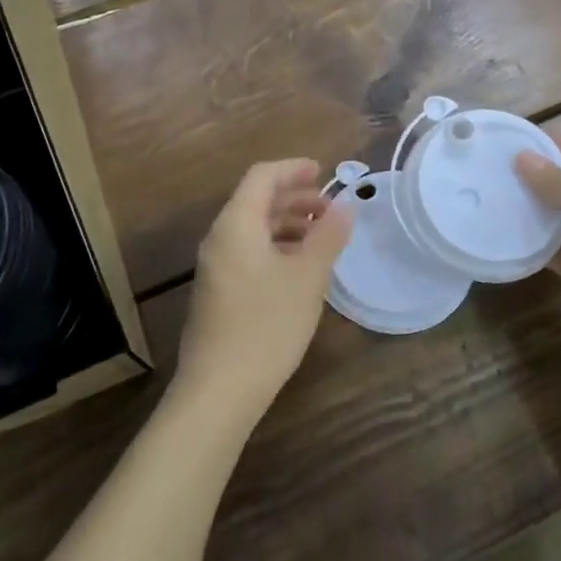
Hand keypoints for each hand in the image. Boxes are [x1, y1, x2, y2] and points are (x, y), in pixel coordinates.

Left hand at [177, 159, 354, 419]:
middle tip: (330, 209)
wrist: (218, 391)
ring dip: (288, 224)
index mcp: (237, 224)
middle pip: (257, 200)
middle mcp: (220, 238)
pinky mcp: (218, 292)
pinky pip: (249, 252)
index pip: (262, 176)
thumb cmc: (266, 326)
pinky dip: (277, 247)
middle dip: (295, 198)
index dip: (294, 169)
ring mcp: (216, 267)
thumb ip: (327, 237)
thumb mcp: (308, 277)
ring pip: (254, 228)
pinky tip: (300, 269)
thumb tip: (344, 207)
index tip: (324, 173)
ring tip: (321, 238)